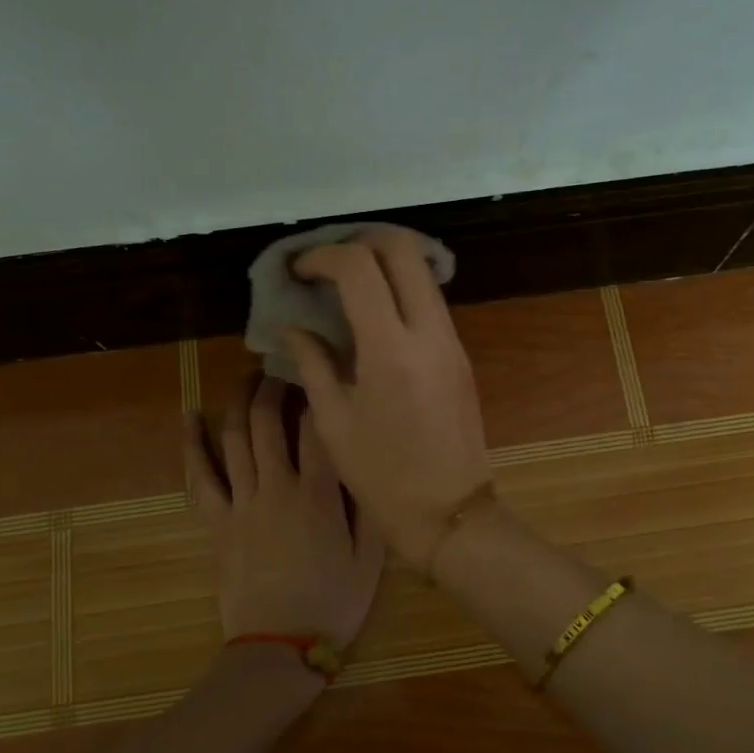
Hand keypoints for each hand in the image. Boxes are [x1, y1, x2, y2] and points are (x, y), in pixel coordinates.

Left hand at [184, 375, 384, 647]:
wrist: (280, 648)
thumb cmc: (332, 604)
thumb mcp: (371, 559)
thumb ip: (370, 508)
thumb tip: (368, 463)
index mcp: (319, 495)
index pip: (318, 430)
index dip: (320, 395)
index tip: (323, 373)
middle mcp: (277, 488)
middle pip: (270, 423)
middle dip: (275, 387)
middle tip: (282, 367)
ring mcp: (242, 503)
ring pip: (236, 439)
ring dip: (240, 402)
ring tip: (247, 377)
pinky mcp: (217, 522)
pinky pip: (200, 477)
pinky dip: (192, 444)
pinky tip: (189, 416)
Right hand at [283, 226, 493, 562]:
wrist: (451, 512)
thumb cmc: (383, 476)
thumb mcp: (334, 421)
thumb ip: (312, 363)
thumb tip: (292, 327)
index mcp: (390, 349)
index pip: (359, 268)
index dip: (323, 256)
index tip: (300, 270)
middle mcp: (429, 332)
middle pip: (403, 249)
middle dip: (361, 240)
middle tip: (328, 262)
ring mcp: (452, 340)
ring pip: (422, 271)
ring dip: (385, 262)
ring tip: (347, 282)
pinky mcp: (461, 354)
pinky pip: (431, 300)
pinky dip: (401, 288)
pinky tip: (374, 312)